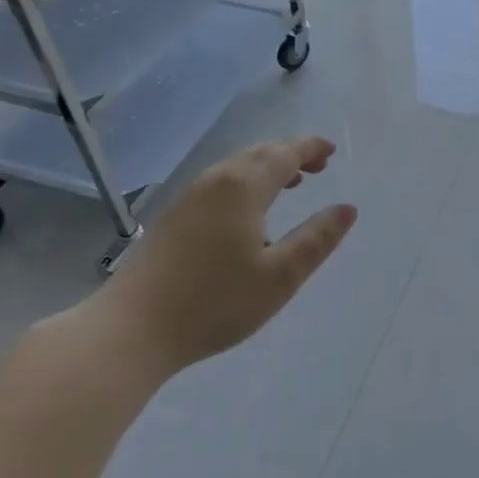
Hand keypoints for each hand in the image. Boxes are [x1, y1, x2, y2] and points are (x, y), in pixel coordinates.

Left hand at [87, 136, 357, 377]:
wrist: (131, 329)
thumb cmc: (214, 302)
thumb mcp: (280, 276)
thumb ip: (317, 239)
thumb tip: (347, 209)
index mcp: (243, 187)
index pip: (285, 154)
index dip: (310, 148)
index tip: (331, 150)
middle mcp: (215, 181)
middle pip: (259, 154)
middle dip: (291, 154)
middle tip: (318, 165)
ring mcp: (189, 197)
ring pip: (236, 168)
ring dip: (267, 168)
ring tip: (290, 183)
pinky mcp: (173, 218)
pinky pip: (220, 183)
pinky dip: (245, 182)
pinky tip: (248, 211)